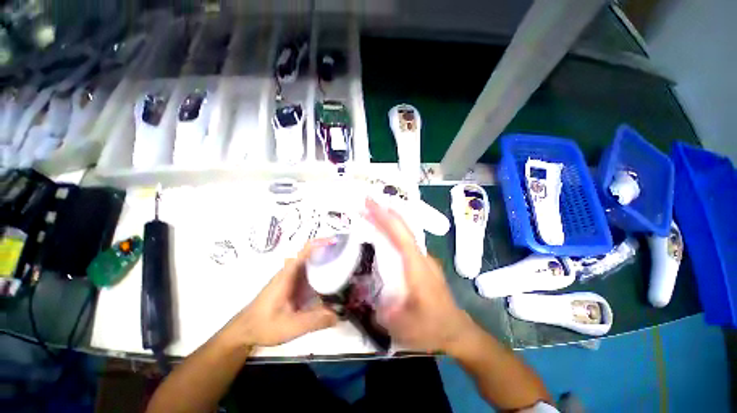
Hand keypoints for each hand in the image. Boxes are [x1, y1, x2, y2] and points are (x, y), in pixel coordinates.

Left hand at [222, 241, 337, 347]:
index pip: (305, 250)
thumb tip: (339, 316)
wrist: (245, 330)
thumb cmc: (264, 325)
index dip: (321, 243)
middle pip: (311, 254)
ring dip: (325, 261)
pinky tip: (331, 281)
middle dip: (328, 251)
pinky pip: (310, 274)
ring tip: (344, 264)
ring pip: (311, 264)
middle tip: (347, 254)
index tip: (337, 242)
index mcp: (288, 274)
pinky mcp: (293, 285)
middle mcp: (291, 272)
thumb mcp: (291, 326)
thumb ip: (315, 321)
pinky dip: (321, 272)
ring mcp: (292, 278)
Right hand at [364, 198, 476, 353]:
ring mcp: (425, 259)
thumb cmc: (432, 328)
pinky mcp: (423, 263)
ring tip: (371, 214)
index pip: (401, 236)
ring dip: (390, 221)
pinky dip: (394, 232)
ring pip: (406, 233)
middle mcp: (423, 258)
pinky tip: (384, 234)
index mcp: (417, 268)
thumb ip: (381, 307)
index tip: (371, 204)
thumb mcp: (402, 327)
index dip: (386, 218)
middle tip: (366, 203)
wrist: (457, 332)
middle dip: (386, 213)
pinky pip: (407, 242)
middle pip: (405, 229)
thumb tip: (366, 289)